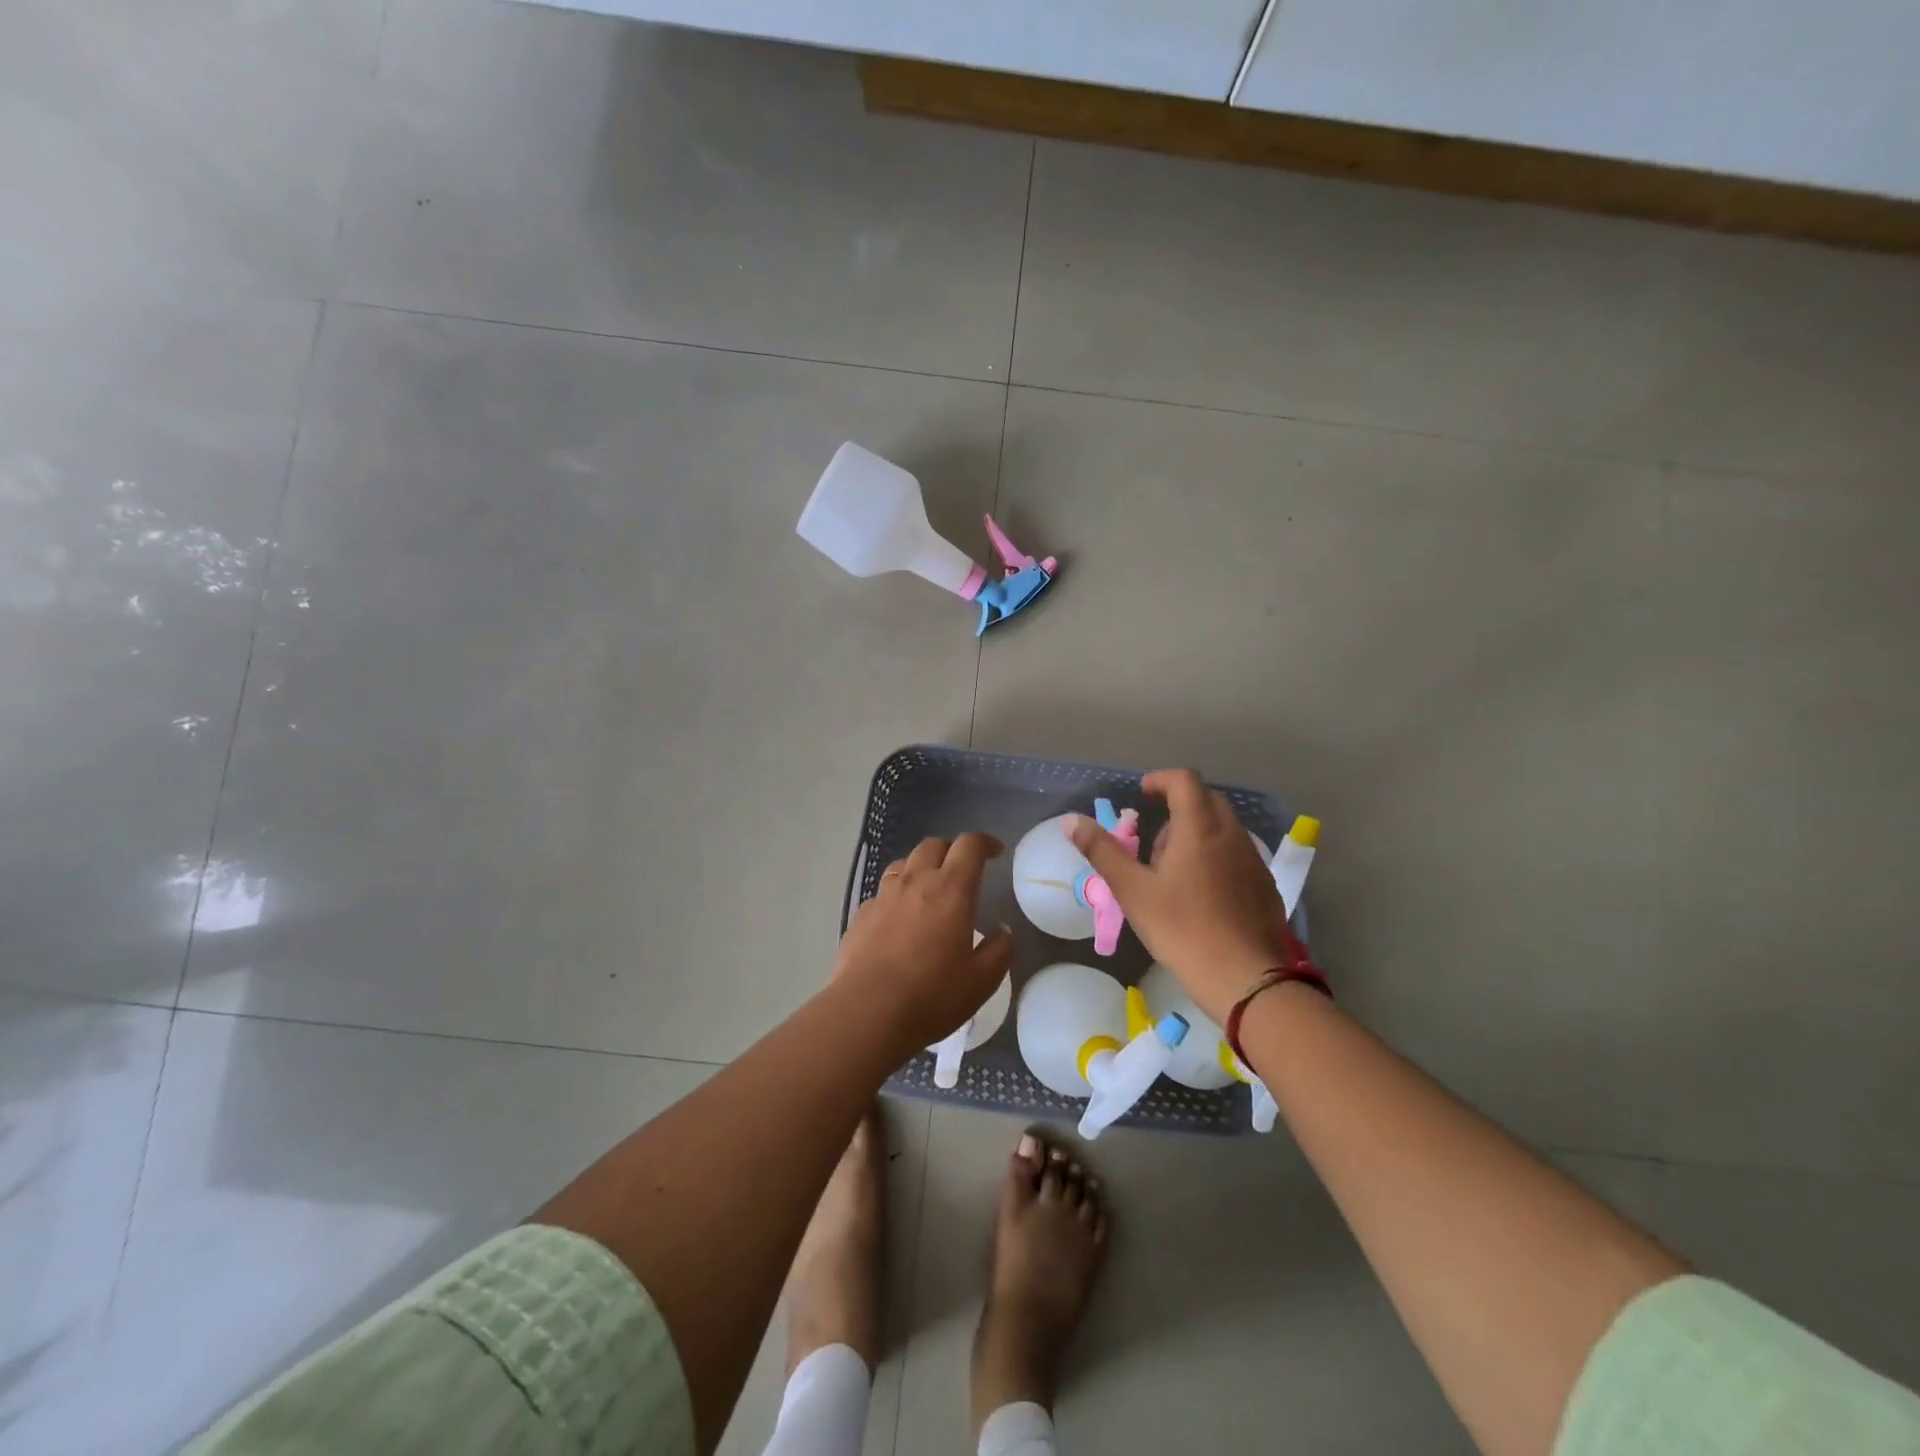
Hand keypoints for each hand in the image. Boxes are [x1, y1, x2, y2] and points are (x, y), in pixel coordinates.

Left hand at [833, 833, 1014, 1053]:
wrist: (867, 1013)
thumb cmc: (932, 995)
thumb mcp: (982, 980)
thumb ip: (999, 950)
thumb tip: (1002, 930)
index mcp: (951, 889)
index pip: (969, 846)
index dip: (984, 842)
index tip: (995, 852)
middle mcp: (915, 881)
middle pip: (933, 845)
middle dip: (952, 850)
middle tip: (963, 869)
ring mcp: (883, 896)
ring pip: (903, 864)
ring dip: (921, 867)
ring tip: (929, 888)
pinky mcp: (861, 915)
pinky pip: (883, 892)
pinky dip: (897, 895)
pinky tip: (899, 919)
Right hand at [1070, 769, 1296, 1027]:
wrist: (1245, 979)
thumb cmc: (1182, 930)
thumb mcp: (1133, 891)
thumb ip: (1102, 851)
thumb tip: (1071, 821)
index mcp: (1199, 828)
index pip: (1184, 780)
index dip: (1160, 779)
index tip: (1142, 794)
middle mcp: (1232, 834)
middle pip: (1206, 799)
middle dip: (1178, 808)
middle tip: (1155, 843)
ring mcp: (1253, 859)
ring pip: (1223, 827)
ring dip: (1197, 833)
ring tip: (1175, 872)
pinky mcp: (1265, 884)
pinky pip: (1237, 853)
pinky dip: (1216, 855)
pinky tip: (1203, 894)